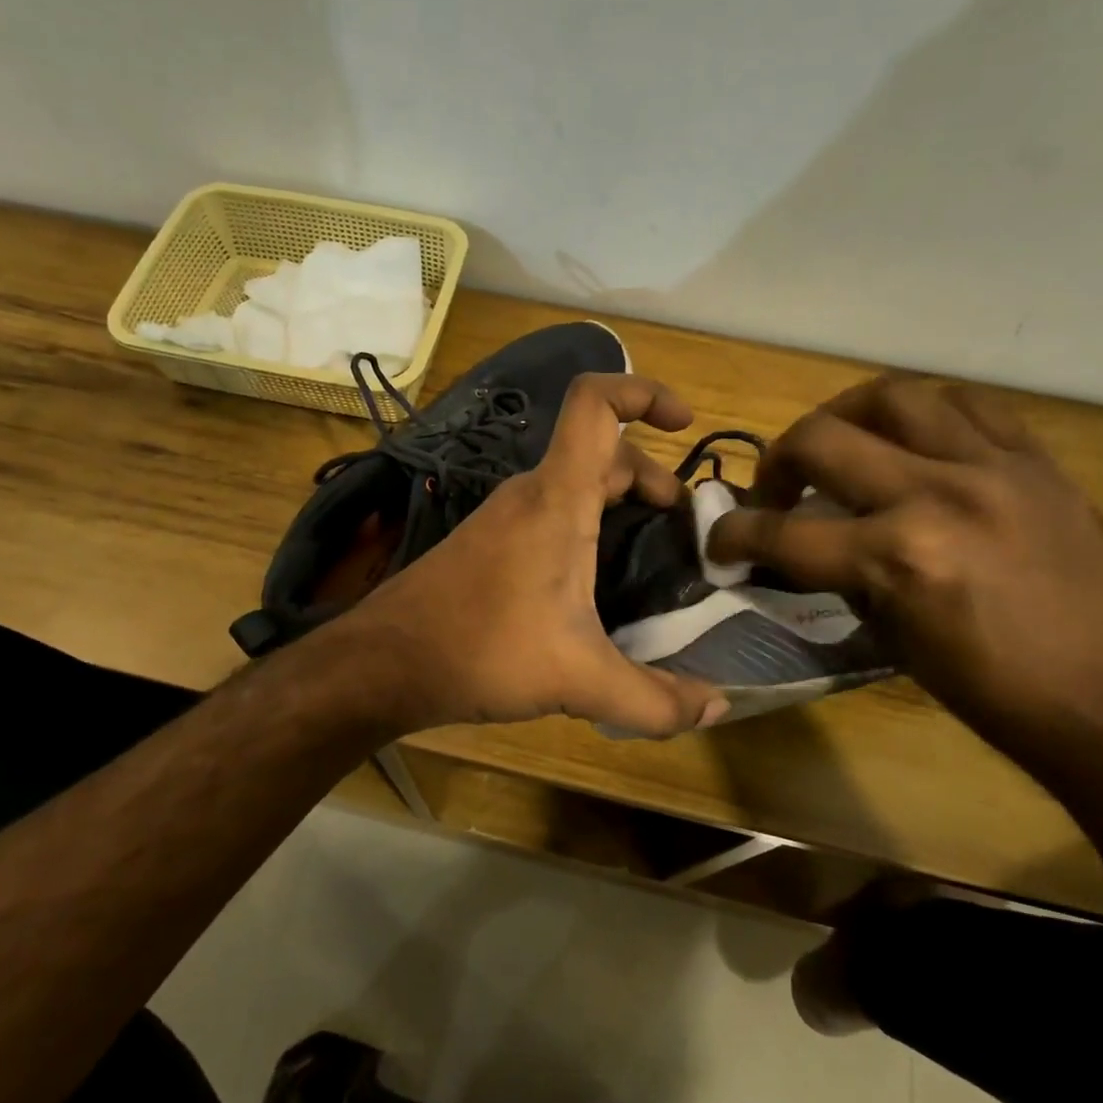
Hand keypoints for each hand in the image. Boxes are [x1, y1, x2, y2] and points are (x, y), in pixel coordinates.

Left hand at [349, 374, 731, 737]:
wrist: (384, 662)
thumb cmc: (482, 650)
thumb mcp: (578, 679)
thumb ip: (654, 701)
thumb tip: (717, 710)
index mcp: (557, 499)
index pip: (595, 405)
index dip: (643, 392)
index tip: (685, 422)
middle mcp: (530, 493)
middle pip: (599, 452)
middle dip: (650, 475)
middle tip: (681, 524)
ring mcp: (503, 516)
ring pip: (573, 483)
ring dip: (618, 501)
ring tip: (650, 550)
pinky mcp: (487, 542)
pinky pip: (550, 511)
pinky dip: (586, 522)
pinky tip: (595, 579)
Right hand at [707, 376, 1102, 778]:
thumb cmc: (991, 692)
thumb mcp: (890, 639)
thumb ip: (840, 576)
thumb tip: (800, 545)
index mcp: (898, 558)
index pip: (784, 532)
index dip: (734, 536)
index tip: (718, 540)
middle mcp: (938, 496)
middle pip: (820, 439)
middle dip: (776, 462)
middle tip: (776, 488)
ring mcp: (993, 469)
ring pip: (893, 396)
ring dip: (845, 416)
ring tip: (840, 443)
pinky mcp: (1036, 463)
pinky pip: (969, 406)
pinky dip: (926, 414)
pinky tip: (916, 439)